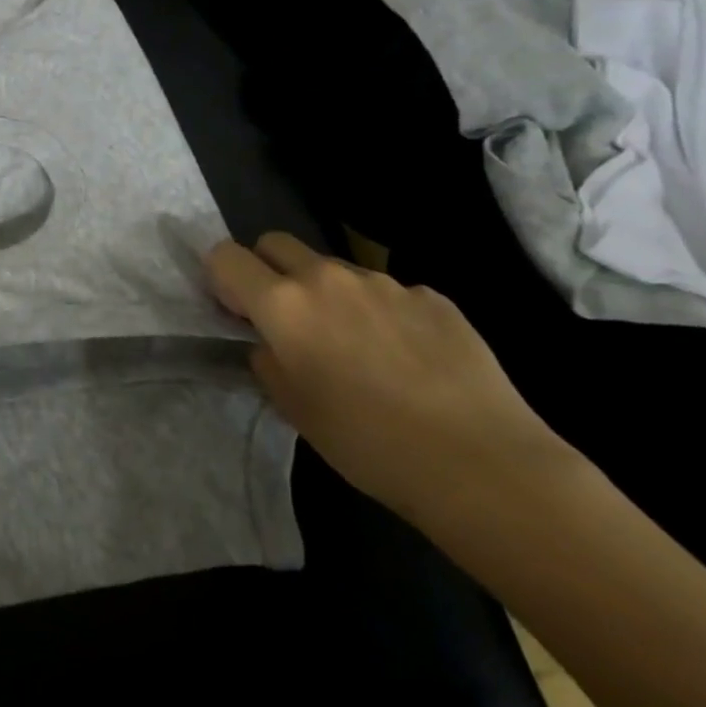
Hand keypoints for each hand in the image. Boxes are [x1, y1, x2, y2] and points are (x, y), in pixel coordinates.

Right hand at [205, 232, 573, 524]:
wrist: (483, 464)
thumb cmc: (367, 442)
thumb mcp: (292, 407)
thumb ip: (268, 360)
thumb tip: (273, 343)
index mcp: (283, 304)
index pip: (225, 256)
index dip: (222, 279)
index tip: (238, 313)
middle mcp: (328, 278)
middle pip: (276, 243)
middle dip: (268, 269)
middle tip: (286, 318)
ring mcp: (385, 283)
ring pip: (334, 269)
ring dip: (327, 294)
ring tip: (356, 348)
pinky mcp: (434, 297)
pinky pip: (388, 293)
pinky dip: (380, 314)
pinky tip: (406, 360)